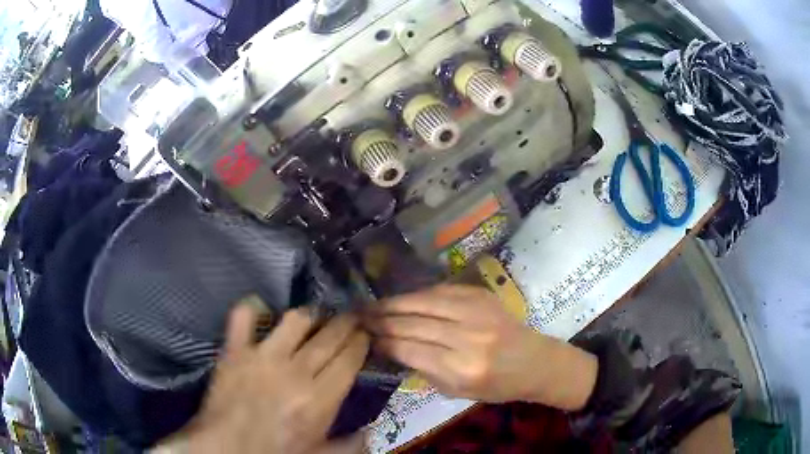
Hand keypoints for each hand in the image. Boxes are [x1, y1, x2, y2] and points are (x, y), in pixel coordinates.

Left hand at [153, 303, 369, 453]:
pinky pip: (243, 317)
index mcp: (319, 399)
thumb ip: (350, 444)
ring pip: (295, 320)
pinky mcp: (234, 351)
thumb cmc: (275, 452)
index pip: (349, 359)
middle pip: (329, 336)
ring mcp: (262, 357)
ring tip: (316, 315)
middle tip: (353, 315)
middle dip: (347, 321)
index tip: (365, 334)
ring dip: (310, 314)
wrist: (227, 447)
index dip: (361, 341)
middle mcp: (294, 372)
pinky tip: (261, 308)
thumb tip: (372, 432)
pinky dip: (252, 308)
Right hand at [365, 285, 597, 408]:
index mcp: (461, 368)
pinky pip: (441, 291)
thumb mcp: (456, 391)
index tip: (363, 337)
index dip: (383, 341)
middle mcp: (467, 337)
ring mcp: (477, 311)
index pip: (410, 349)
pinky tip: (403, 298)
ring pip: (424, 302)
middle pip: (413, 323)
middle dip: (382, 320)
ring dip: (394, 303)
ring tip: (373, 305)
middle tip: (358, 317)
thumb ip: (423, 369)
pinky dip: (418, 295)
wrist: (534, 361)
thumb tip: (392, 348)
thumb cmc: (496, 386)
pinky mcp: (481, 295)